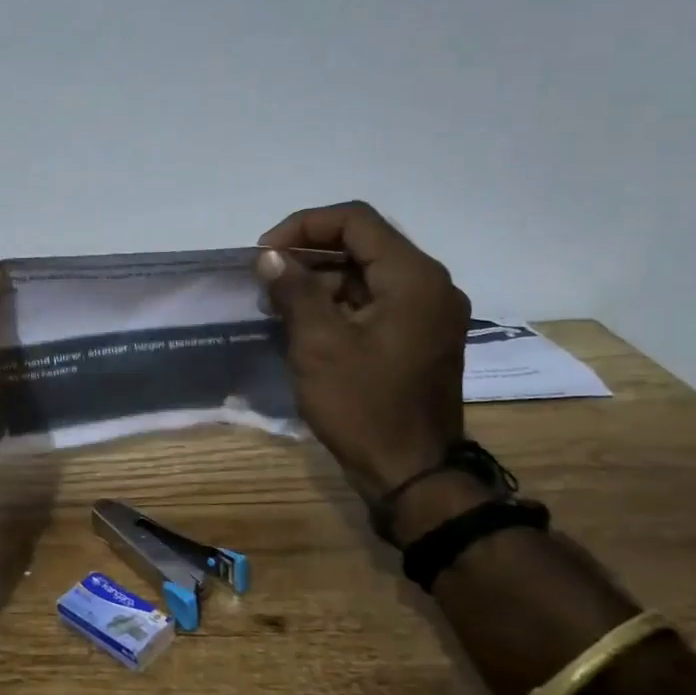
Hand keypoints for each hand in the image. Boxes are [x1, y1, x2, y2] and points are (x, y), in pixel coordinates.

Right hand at [256, 202, 469, 500]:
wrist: (410, 473)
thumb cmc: (363, 405)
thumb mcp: (319, 344)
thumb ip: (295, 289)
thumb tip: (270, 257)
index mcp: (413, 278)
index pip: (356, 221)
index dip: (304, 227)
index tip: (265, 254)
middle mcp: (430, 285)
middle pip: (363, 245)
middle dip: (309, 255)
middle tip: (266, 280)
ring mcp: (428, 313)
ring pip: (366, 274)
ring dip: (320, 281)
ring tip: (278, 305)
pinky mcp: (418, 337)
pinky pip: (375, 302)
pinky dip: (338, 304)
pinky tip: (304, 325)